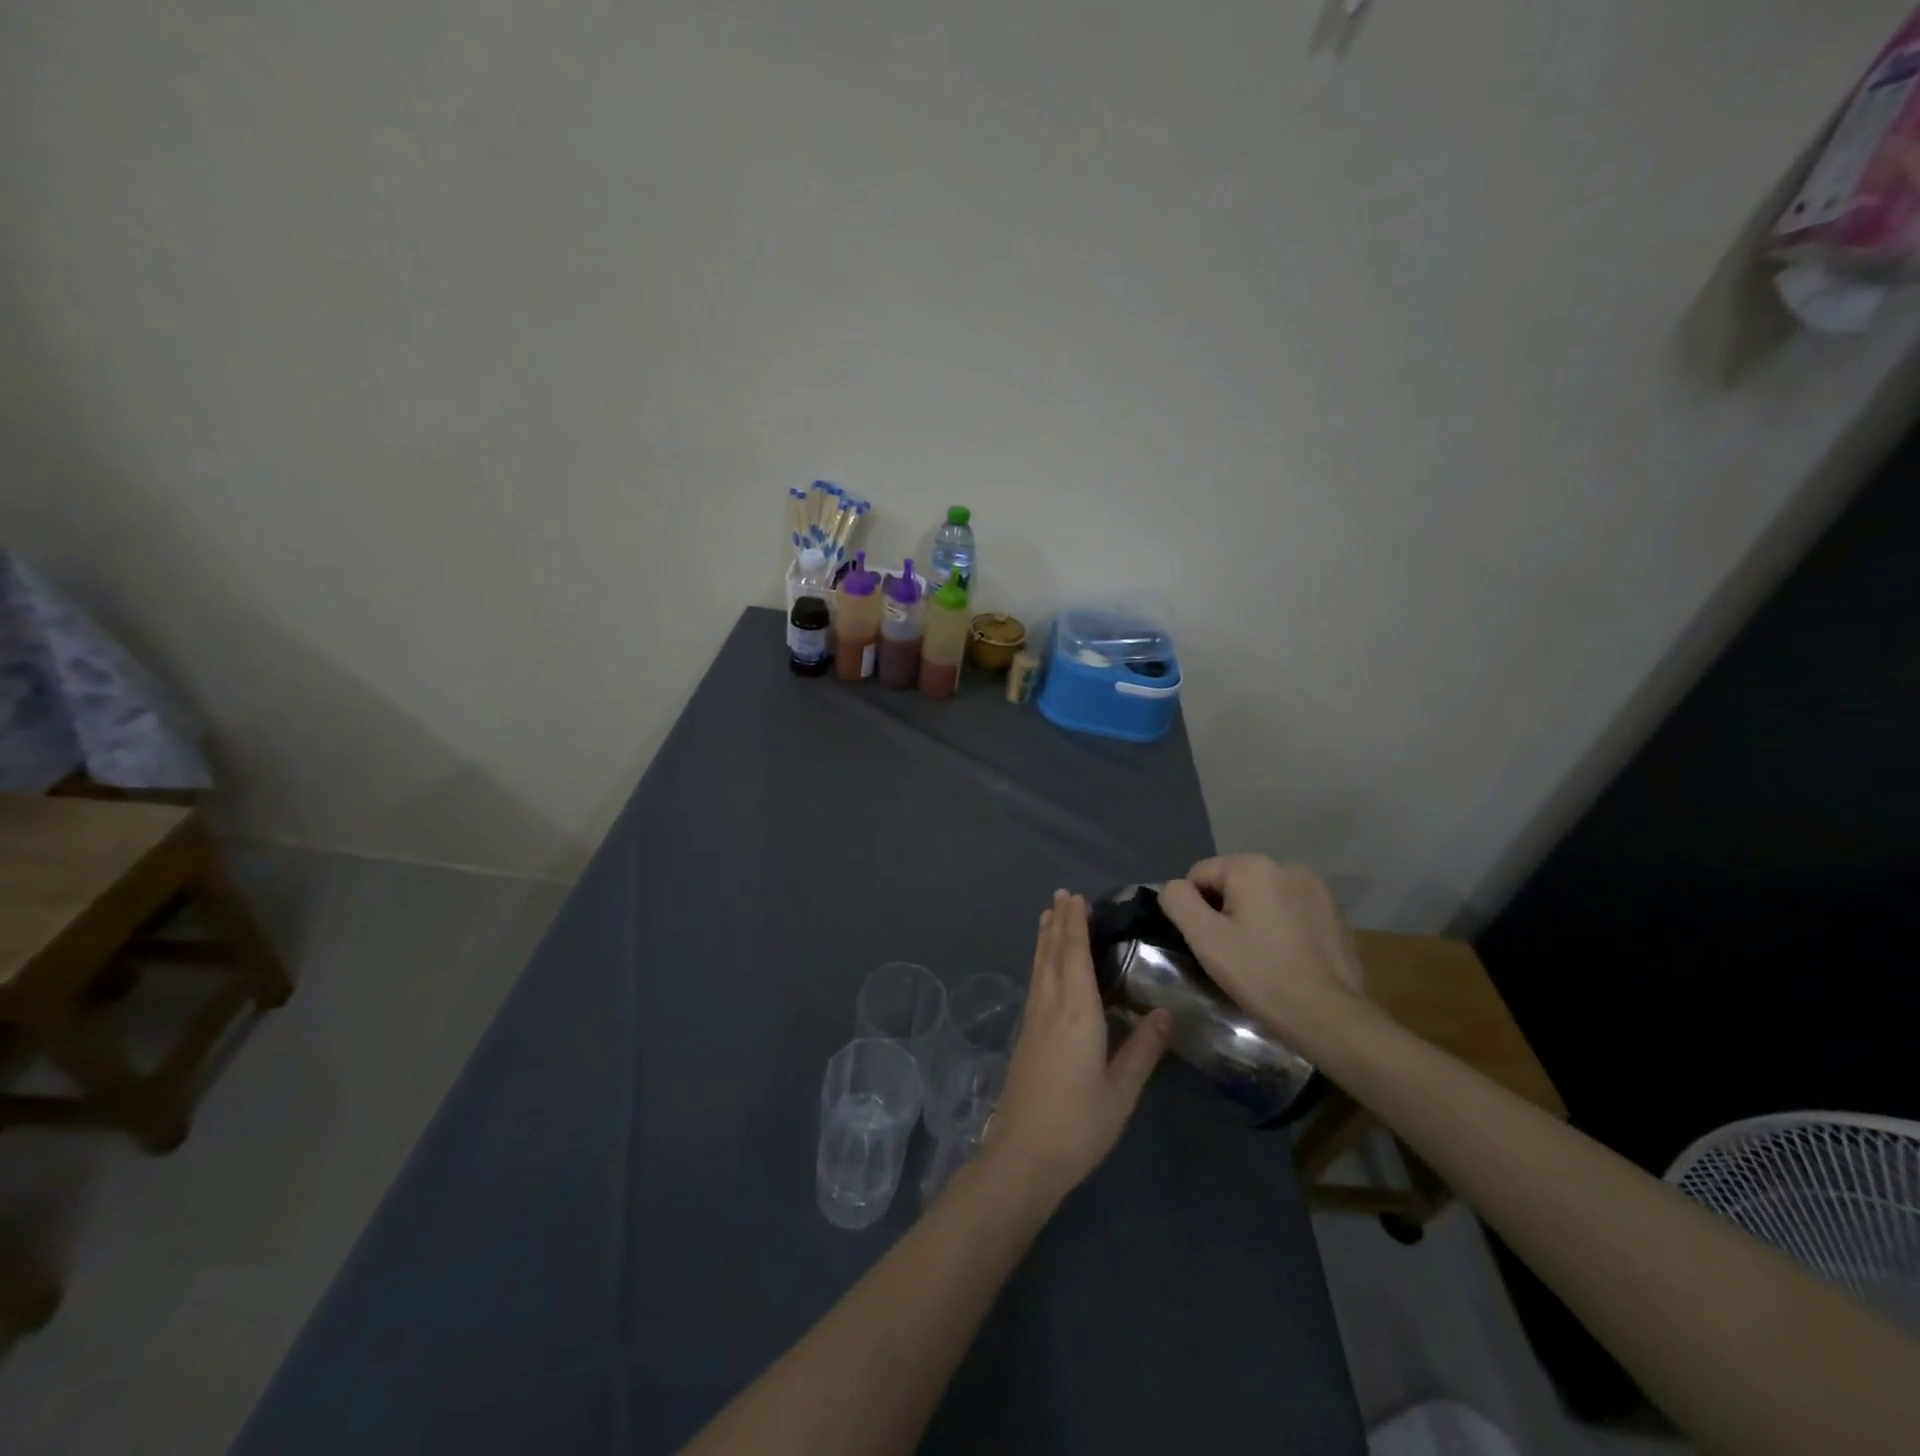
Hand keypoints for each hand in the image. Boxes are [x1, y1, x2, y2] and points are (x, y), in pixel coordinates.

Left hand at [982, 891, 1169, 1208]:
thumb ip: (1142, 1050)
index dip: (1075, 925)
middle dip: (1058, 923)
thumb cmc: (1078, 1125)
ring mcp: (1033, 1022)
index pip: (1074, 956)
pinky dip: (1040, 963)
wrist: (1022, 1156)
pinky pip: (1035, 984)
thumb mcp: (1121, 1091)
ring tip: (1048, 916)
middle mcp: (1050, 1007)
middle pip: (1052, 955)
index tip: (1076, 898)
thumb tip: (1164, 1011)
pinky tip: (1043, 967)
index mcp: (1076, 1013)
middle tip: (1062, 895)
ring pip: (1039, 968)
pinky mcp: (1025, 1037)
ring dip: (1045, 940)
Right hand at [1157, 856, 1366, 1043]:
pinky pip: (1291, 910)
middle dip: (1226, 912)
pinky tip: (1286, 957)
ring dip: (1254, 918)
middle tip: (1232, 953)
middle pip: (1233, 883)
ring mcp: (1316, 888)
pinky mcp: (1335, 912)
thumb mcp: (1204, 938)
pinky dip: (1281, 926)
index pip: (1200, 875)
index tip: (1209, 943)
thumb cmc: (1260, 974)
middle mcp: (1286, 866)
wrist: (1330, 1017)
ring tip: (1260, 956)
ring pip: (1263, 896)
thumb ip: (1178, 901)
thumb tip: (1175, 888)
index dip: (1195, 909)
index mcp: (1252, 866)